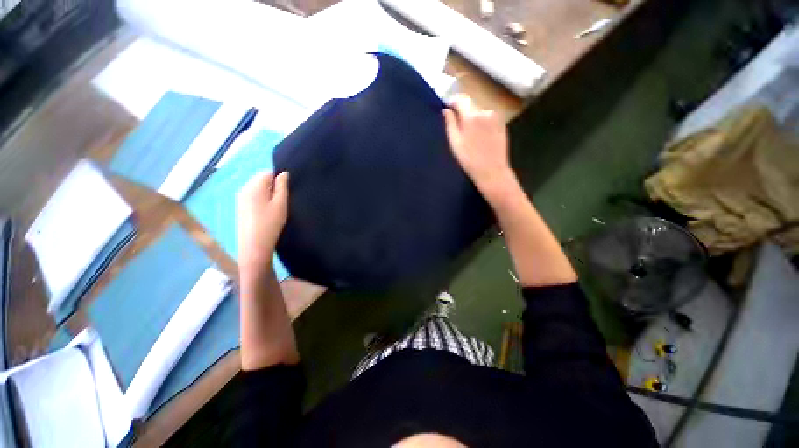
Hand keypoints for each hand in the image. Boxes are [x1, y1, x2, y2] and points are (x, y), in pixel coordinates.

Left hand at [237, 171, 288, 270]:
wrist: (254, 245)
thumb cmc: (270, 223)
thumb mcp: (281, 203)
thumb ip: (282, 186)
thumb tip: (284, 173)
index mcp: (254, 186)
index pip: (267, 173)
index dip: (279, 180)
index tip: (286, 192)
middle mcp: (244, 189)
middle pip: (261, 179)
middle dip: (273, 186)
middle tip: (282, 201)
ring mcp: (241, 199)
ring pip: (257, 189)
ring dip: (268, 194)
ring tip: (276, 208)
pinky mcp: (241, 207)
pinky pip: (253, 196)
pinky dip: (262, 200)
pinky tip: (267, 212)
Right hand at [443, 95, 514, 198]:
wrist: (492, 171)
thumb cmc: (469, 160)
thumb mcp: (455, 143)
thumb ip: (450, 123)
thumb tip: (446, 109)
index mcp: (472, 116)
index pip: (461, 98)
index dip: (452, 102)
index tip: (447, 109)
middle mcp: (486, 111)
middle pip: (471, 105)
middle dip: (463, 112)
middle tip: (458, 128)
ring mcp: (496, 117)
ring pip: (479, 112)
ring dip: (473, 118)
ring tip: (470, 136)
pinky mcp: (502, 124)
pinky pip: (488, 118)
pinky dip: (482, 123)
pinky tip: (480, 138)